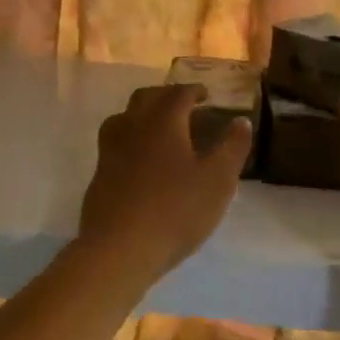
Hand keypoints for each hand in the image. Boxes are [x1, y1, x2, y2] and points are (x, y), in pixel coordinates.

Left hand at [78, 84, 252, 278]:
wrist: (119, 250)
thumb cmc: (176, 210)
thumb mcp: (218, 180)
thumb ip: (232, 147)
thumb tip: (241, 121)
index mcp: (163, 121)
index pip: (178, 93)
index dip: (194, 90)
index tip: (206, 94)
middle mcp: (132, 126)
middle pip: (146, 98)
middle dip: (166, 96)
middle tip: (184, 106)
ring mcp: (110, 150)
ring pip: (124, 118)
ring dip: (143, 115)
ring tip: (160, 129)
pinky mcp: (99, 175)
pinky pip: (115, 144)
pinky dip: (131, 140)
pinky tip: (140, 161)